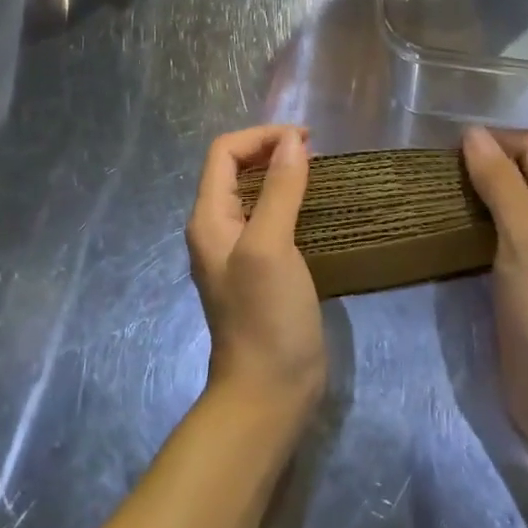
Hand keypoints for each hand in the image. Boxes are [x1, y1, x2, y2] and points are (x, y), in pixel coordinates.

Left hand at [187, 125, 323, 421]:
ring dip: (282, 173)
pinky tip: (315, 207)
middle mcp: (218, 229)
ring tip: (318, 171)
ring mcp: (240, 251)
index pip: (225, 153)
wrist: (269, 390)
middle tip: (314, 151)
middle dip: (271, 150)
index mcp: (209, 218)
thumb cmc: (266, 316)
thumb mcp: (271, 247)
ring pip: (255, 192)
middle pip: (236, 168)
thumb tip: (292, 142)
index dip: (261, 136)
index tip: (305, 140)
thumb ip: (279, 190)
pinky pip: (271, 218)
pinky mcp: (262, 268)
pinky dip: (291, 200)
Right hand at [461, 126, 527, 445]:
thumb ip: (500, 181)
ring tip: (441, 194)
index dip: (496, 140)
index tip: (451, 149)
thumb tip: (473, 134)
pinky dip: (481, 222)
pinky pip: (504, 233)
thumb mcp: (522, 233)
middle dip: (486, 162)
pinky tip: (454, 229)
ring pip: (513, 203)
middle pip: (525, 172)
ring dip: (481, 192)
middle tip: (441, 171)